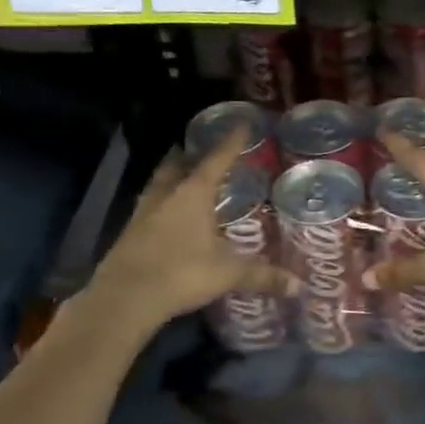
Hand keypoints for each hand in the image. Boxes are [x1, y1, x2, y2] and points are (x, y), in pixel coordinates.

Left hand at [88, 127, 293, 326]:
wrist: (124, 299)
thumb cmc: (181, 274)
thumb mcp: (227, 274)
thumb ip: (263, 275)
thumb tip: (300, 286)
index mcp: (193, 194)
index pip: (217, 160)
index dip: (231, 142)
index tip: (242, 124)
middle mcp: (167, 195)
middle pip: (177, 165)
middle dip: (190, 156)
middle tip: (202, 151)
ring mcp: (143, 213)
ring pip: (158, 184)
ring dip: (171, 177)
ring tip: (183, 176)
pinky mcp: (129, 233)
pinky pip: (148, 207)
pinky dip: (160, 204)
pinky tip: (167, 216)